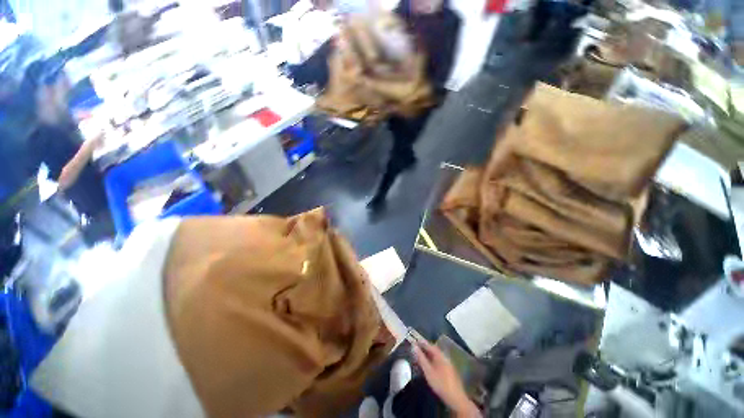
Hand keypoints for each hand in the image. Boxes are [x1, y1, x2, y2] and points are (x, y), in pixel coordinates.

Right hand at [413, 340, 480, 417]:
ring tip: (420, 355)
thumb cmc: (440, 383)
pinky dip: (432, 359)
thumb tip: (414, 346)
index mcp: (440, 355)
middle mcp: (444, 357)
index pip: (429, 345)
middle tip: (416, 347)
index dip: (421, 342)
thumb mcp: (428, 371)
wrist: (455, 398)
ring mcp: (448, 363)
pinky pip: (438, 360)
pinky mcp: (449, 370)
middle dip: (425, 348)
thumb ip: (421, 358)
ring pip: (436, 355)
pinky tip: (429, 364)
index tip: (414, 339)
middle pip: (433, 349)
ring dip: (428, 354)